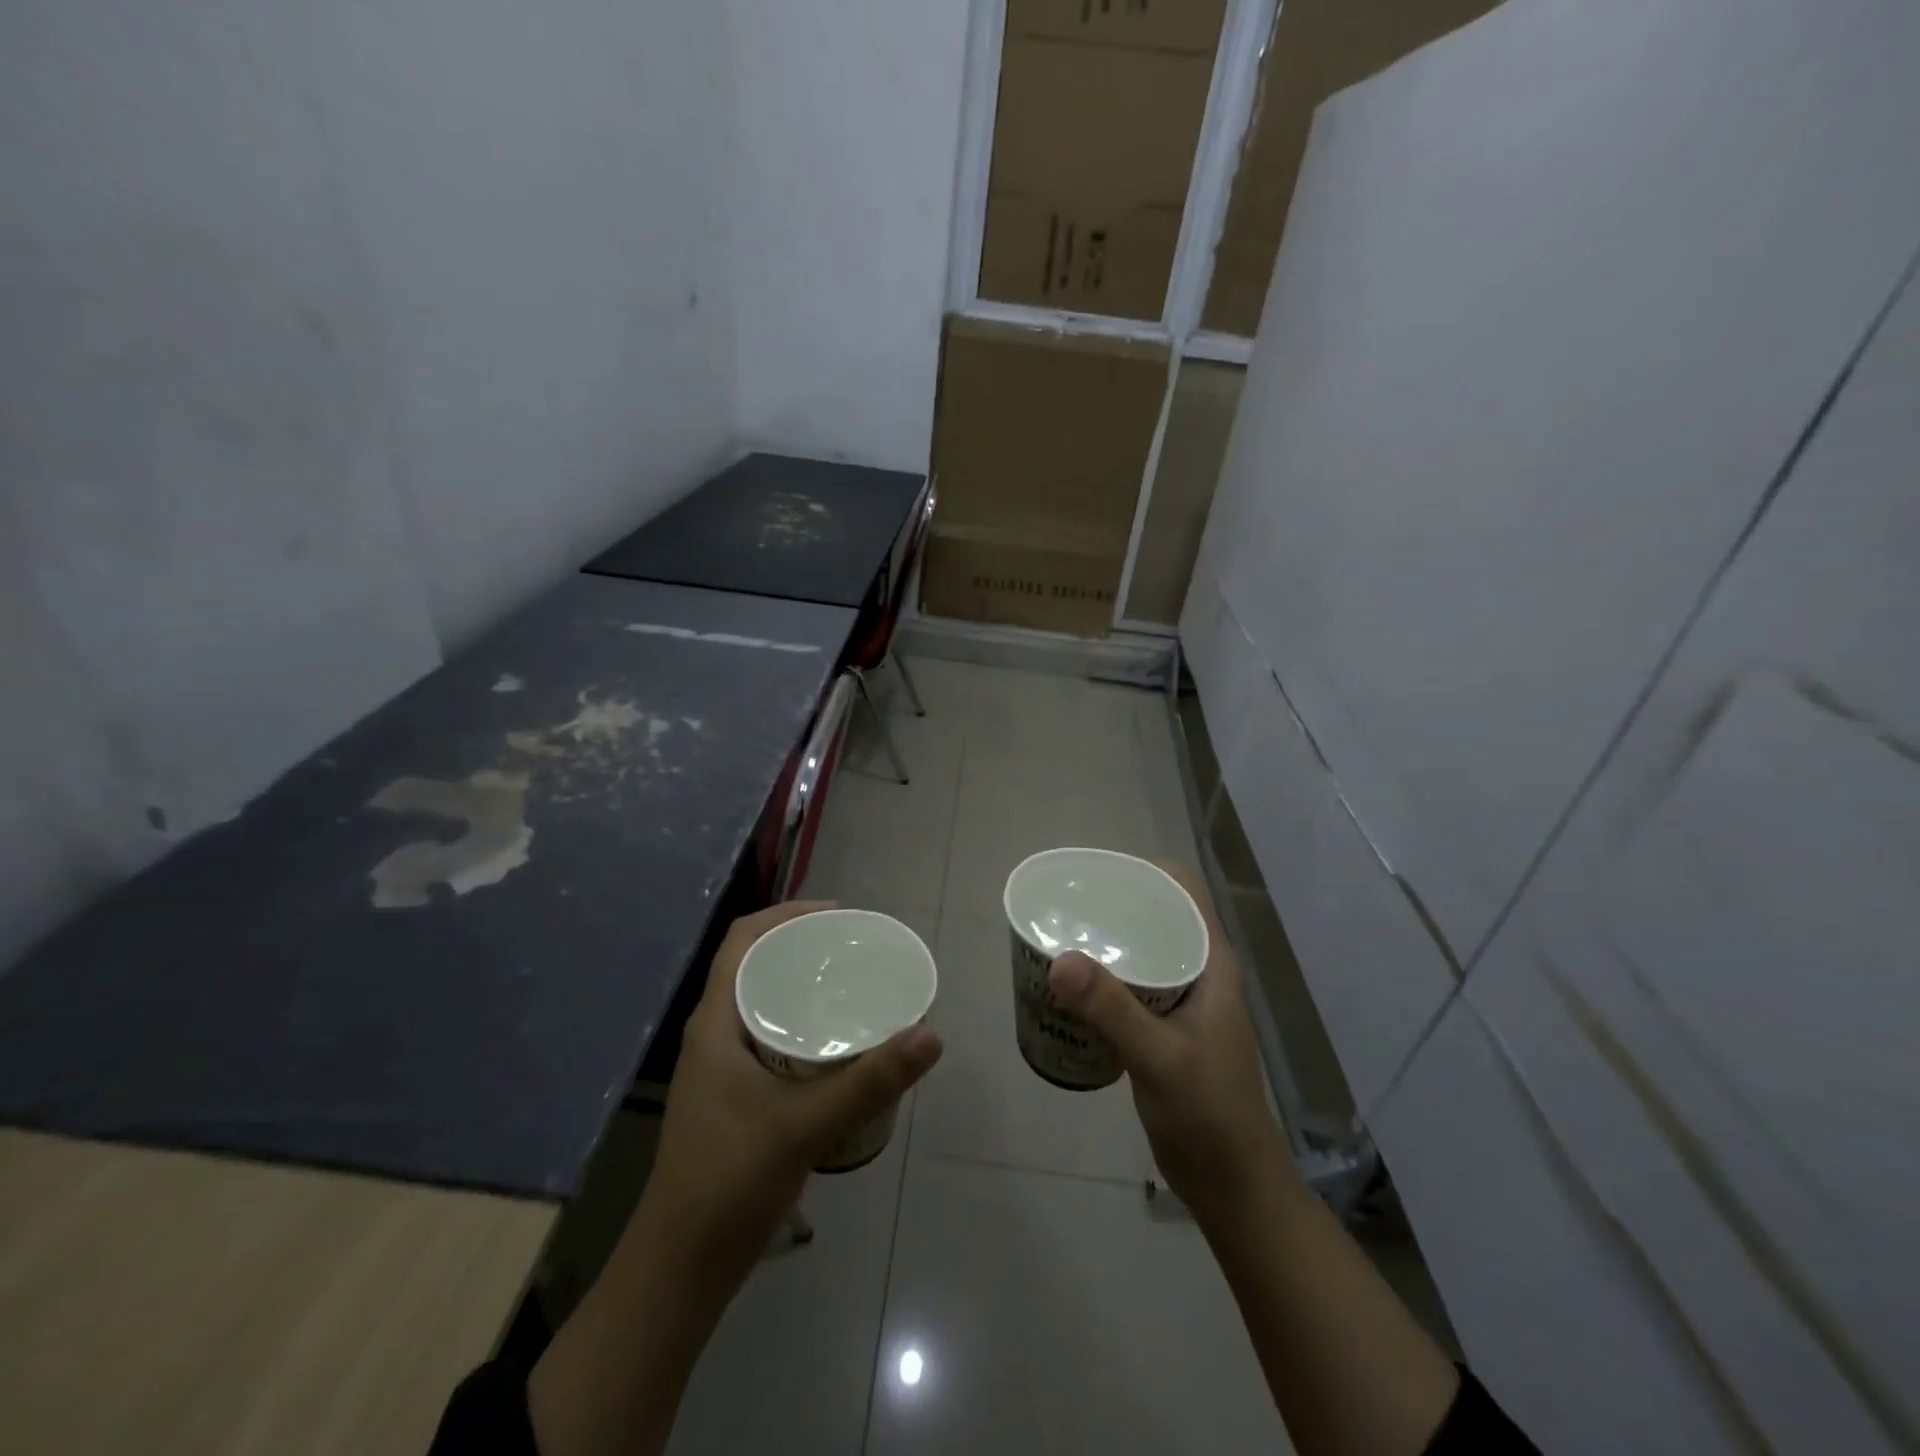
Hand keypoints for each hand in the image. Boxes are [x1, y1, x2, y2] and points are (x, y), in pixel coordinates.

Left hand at [643, 900, 943, 1287]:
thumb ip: (870, 1080)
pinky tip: (837, 1042)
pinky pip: (769, 1034)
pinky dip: (801, 1022)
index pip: (743, 940)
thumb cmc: (730, 1181)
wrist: (681, 1267)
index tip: (837, 915)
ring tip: (853, 984)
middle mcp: (714, 1034)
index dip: (786, 914)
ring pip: (762, 1001)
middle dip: (802, 946)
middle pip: (755, 964)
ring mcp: (720, 1066)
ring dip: (801, 985)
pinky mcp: (734, 1094)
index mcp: (716, 1023)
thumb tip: (930, 1033)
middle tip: (856, 948)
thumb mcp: (806, 1125)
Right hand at [1046, 863, 1291, 1227]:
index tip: (1095, 874)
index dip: (1143, 869)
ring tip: (1060, 935)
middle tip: (1064, 904)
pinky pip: (1132, 982)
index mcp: (1212, 962)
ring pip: (1143, 948)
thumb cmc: (1208, 1114)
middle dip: (1114, 902)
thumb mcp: (1159, 1057)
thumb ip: (1112, 1009)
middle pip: (1157, 913)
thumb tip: (1059, 960)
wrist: (1232, 1184)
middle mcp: (1200, 970)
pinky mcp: (1166, 1026)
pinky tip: (1071, 985)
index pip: (1183, 889)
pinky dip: (1104, 974)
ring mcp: (1184, 999)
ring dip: (1107, 939)